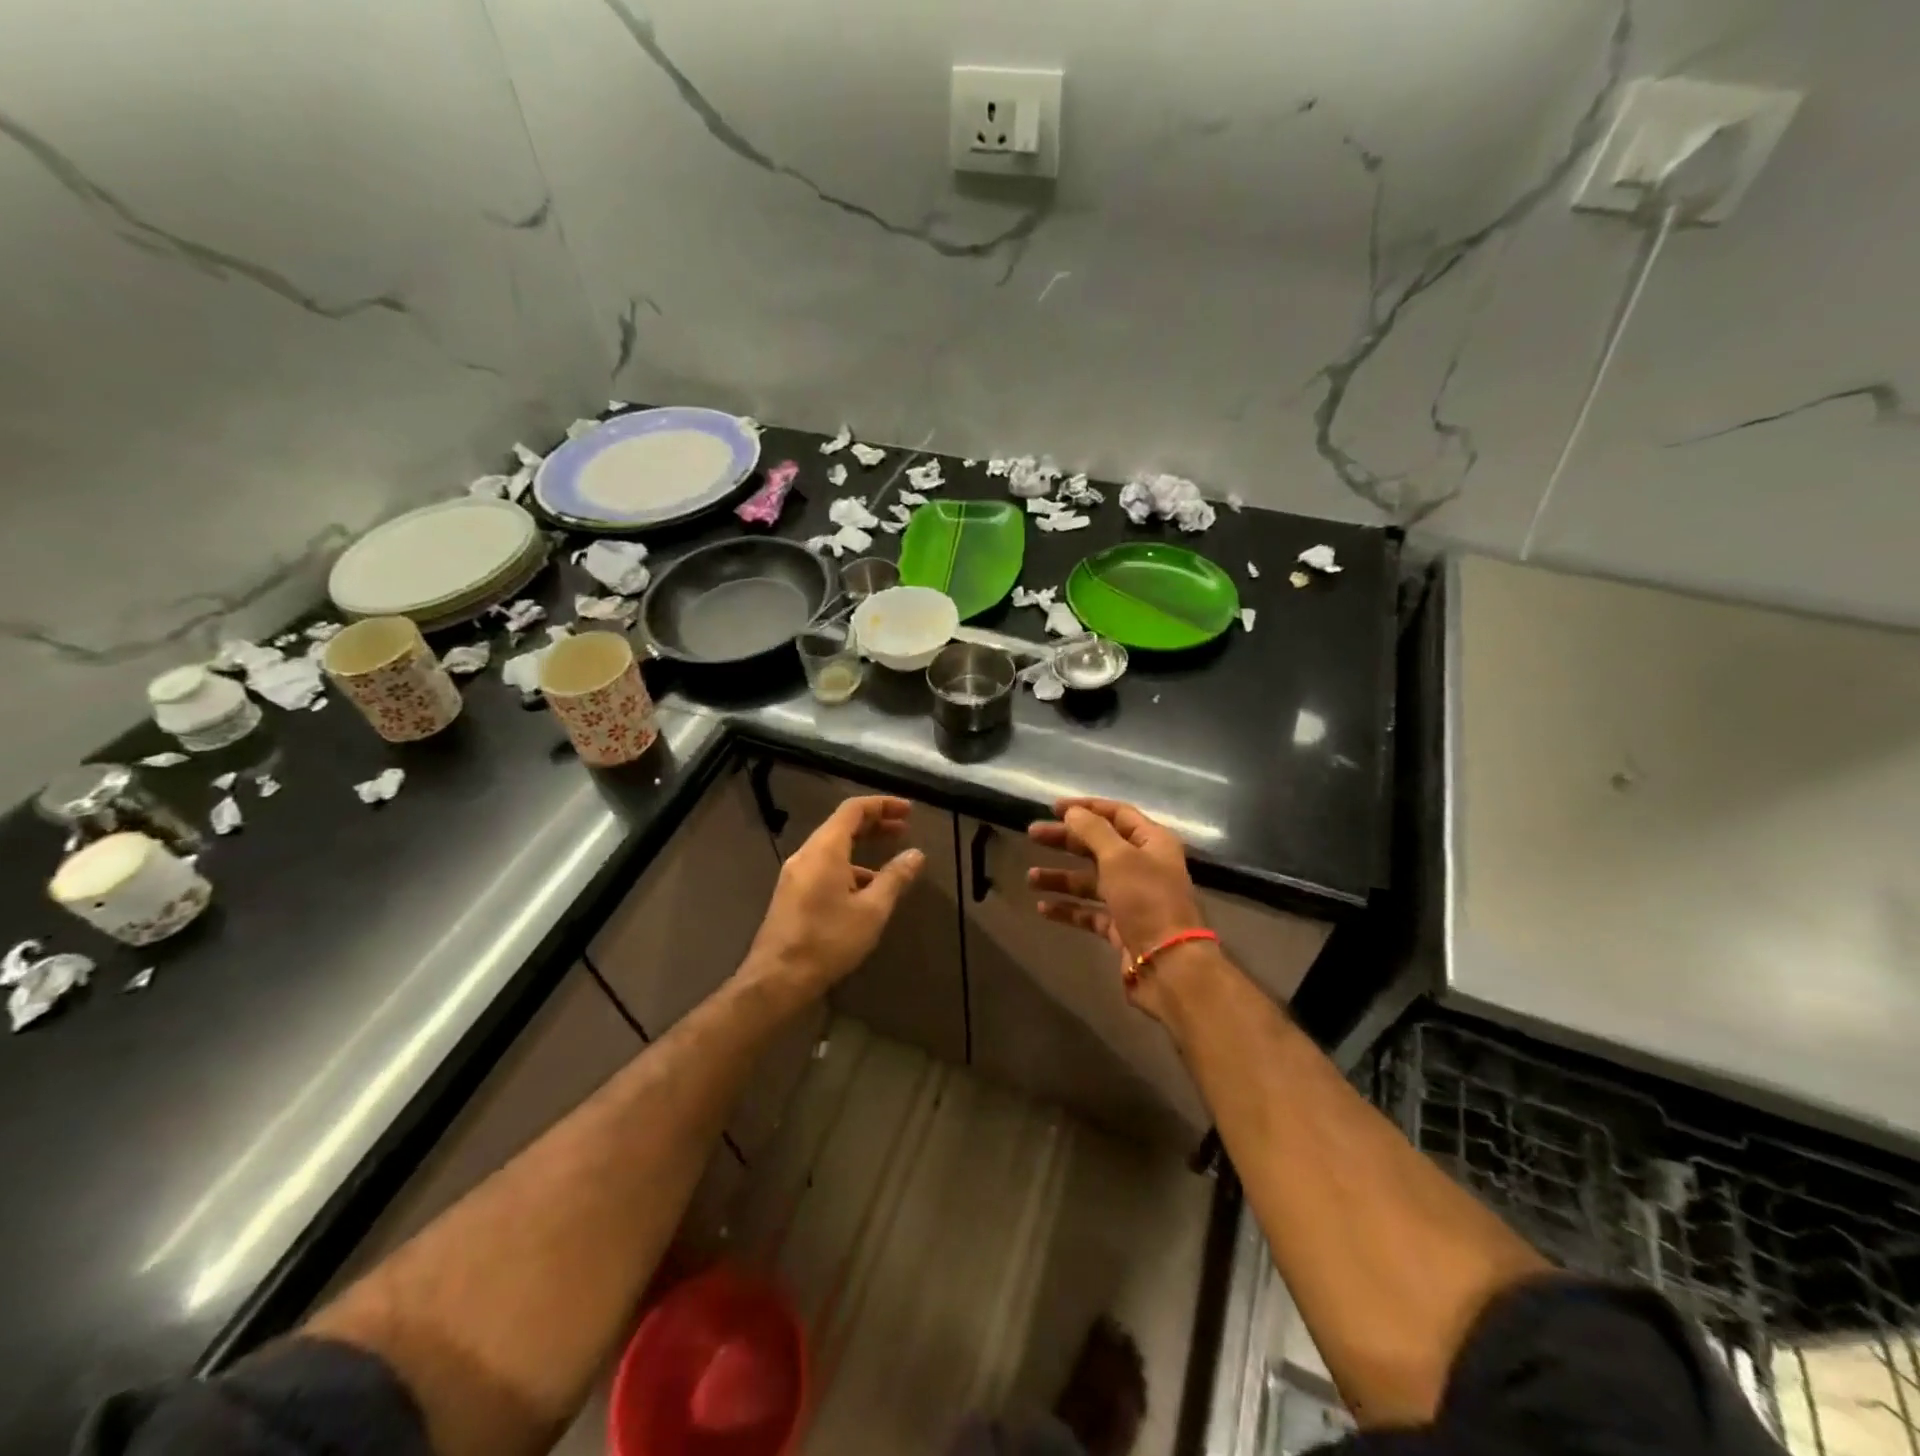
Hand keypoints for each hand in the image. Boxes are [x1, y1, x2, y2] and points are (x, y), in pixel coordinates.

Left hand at [743, 795, 923, 999]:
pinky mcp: (791, 893)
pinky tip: (865, 889)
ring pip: (832, 847)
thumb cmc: (828, 940)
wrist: (777, 979)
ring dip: (862, 847)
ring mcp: (795, 874)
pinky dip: (848, 866)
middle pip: (842, 825)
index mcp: (825, 849)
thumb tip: (916, 854)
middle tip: (904, 828)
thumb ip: (895, 878)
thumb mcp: (872, 910)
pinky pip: (823, 866)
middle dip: (875, 823)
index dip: (882, 804)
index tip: (908, 811)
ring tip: (890, 861)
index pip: (853, 809)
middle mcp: (806, 854)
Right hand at [1028, 797, 1206, 1021]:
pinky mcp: (1122, 927)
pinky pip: (1090, 912)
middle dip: (1065, 840)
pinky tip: (1043, 908)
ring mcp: (1133, 899)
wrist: (1169, 965)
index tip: (1053, 807)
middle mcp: (1144, 866)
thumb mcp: (1119, 857)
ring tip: (1031, 878)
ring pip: (1091, 880)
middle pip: (1099, 845)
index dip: (1086, 808)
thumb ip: (1093, 830)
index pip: (1117, 814)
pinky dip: (1068, 908)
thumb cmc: (1147, 900)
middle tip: (1032, 835)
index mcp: (1152, 842)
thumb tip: (1073, 812)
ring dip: (1061, 877)